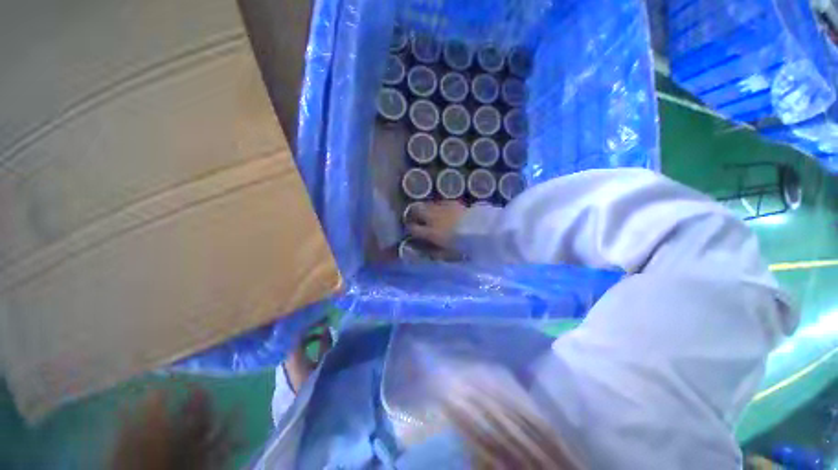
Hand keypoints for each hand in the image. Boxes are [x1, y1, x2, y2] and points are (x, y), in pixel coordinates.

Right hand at [407, 200, 466, 248]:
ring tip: (429, 213)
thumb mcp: (447, 254)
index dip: (410, 229)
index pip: (413, 228)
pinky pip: (440, 203)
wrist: (479, 231)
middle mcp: (433, 218)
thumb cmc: (462, 246)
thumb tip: (426, 252)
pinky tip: (443, 211)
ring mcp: (442, 208)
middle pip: (417, 210)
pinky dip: (439, 207)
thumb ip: (434, 253)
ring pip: (428, 204)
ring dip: (426, 209)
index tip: (411, 230)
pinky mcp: (452, 203)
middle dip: (414, 214)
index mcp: (430, 232)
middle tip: (416, 218)